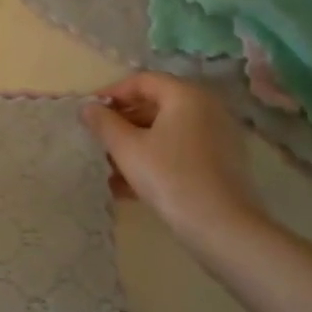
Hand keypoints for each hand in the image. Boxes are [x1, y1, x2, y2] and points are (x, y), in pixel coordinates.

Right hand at [81, 73, 260, 246]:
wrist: (223, 230)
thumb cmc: (170, 178)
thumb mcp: (127, 148)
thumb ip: (103, 123)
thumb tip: (87, 108)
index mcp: (186, 96)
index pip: (142, 81)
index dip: (111, 94)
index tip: (89, 112)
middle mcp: (207, 109)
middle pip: (155, 106)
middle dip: (122, 123)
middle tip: (97, 140)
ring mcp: (217, 138)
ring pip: (166, 132)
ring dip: (135, 145)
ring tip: (108, 168)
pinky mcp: (221, 165)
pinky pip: (180, 152)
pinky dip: (154, 160)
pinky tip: (128, 187)